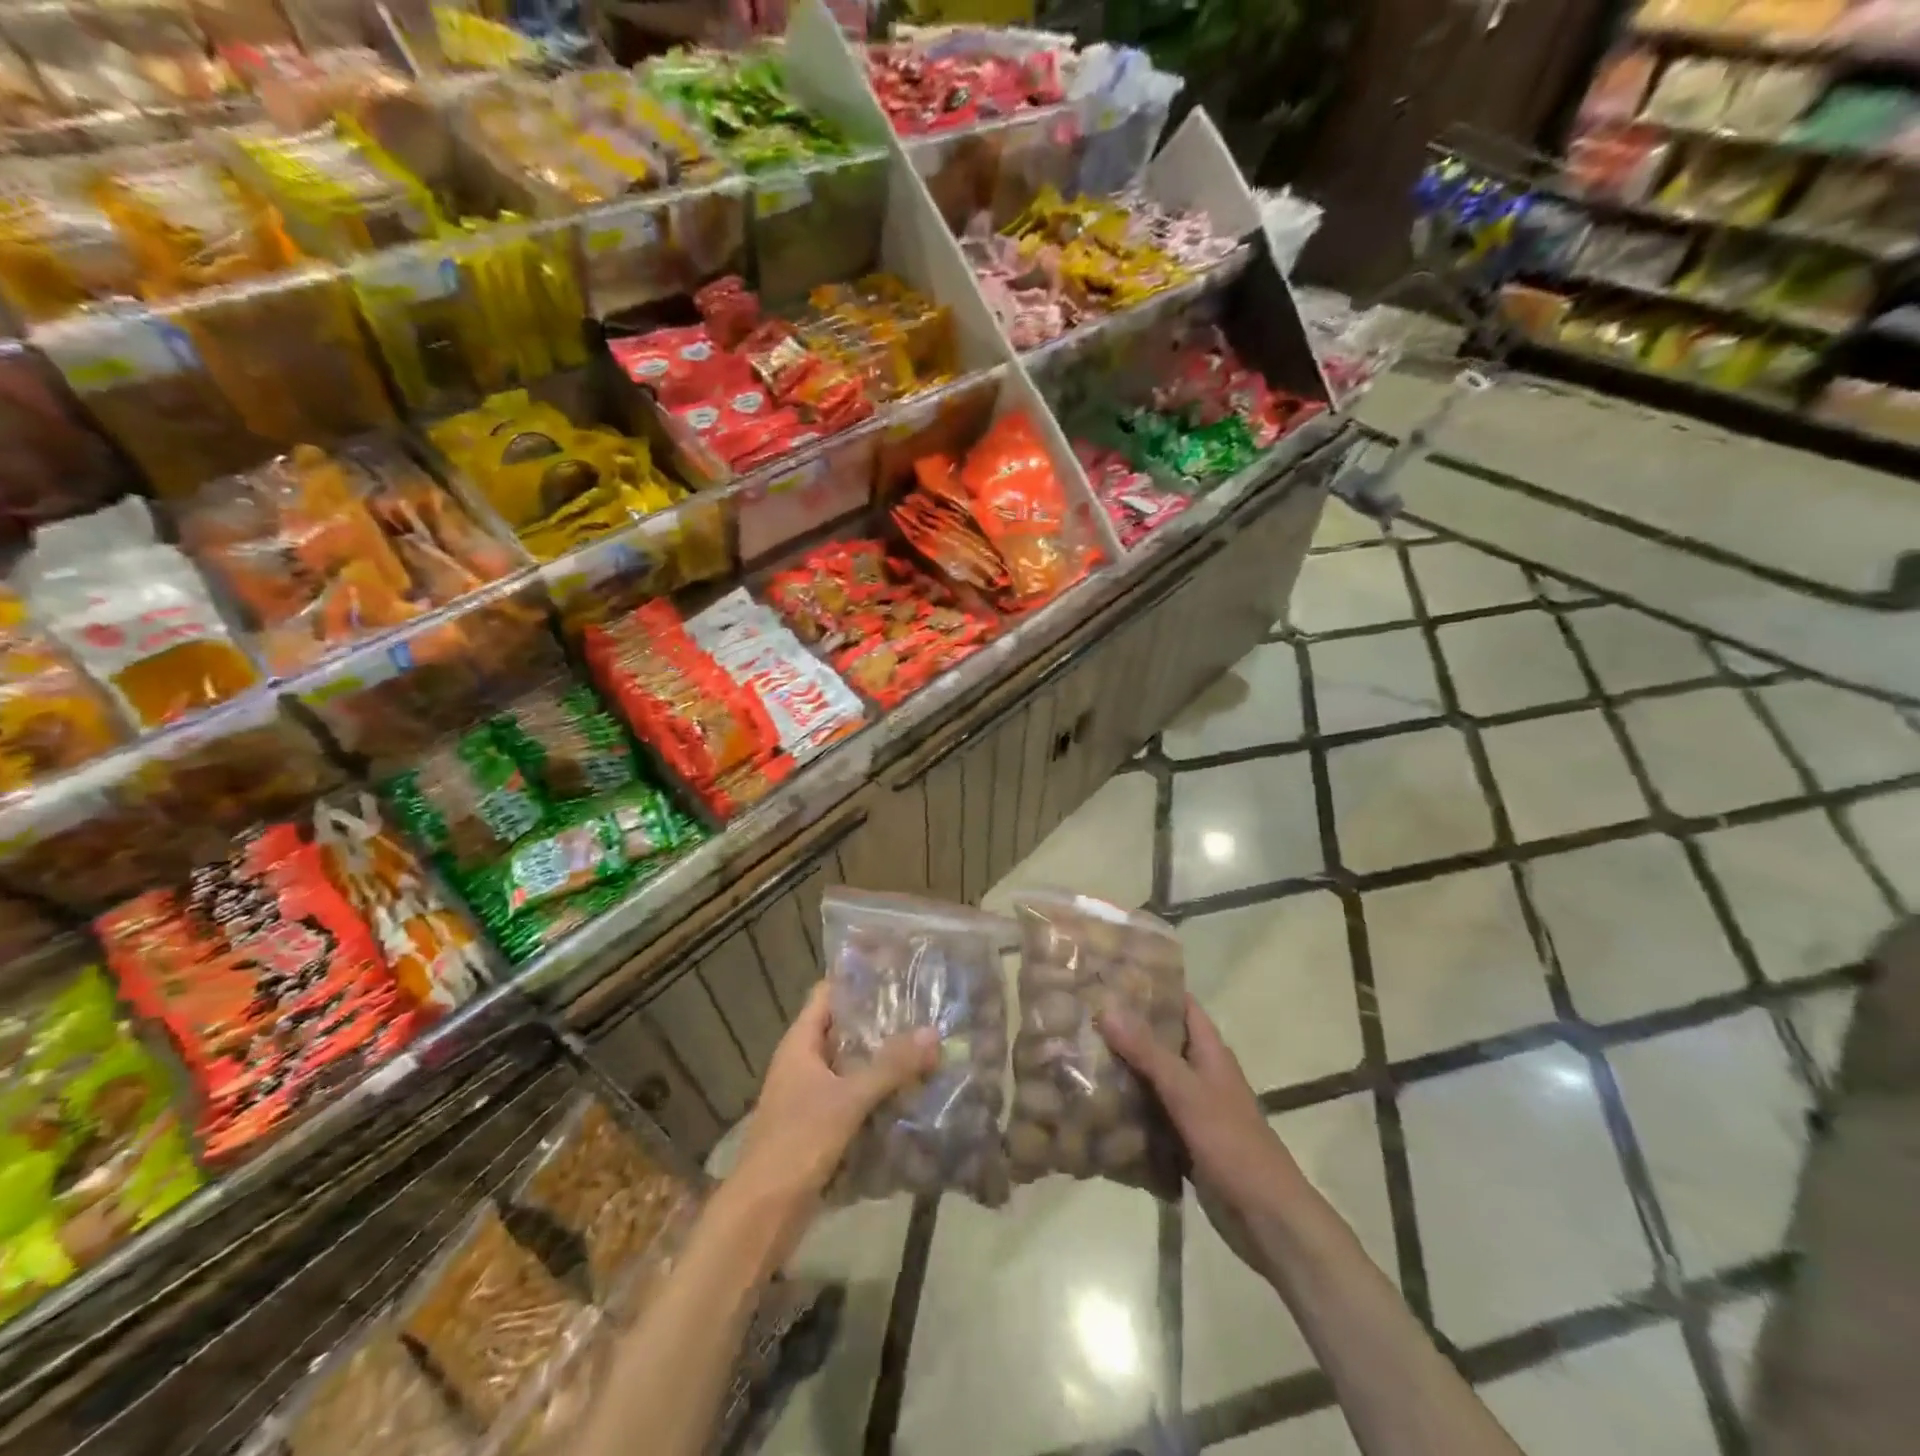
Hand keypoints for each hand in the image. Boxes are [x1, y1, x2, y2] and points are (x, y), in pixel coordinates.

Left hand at [729, 981, 937, 1250]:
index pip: (827, 994)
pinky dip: (877, 1091)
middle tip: (923, 1007)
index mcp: (800, 1043)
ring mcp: (810, 1095)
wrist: (762, 1214)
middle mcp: (803, 1062)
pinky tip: (910, 1091)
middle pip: (843, 1028)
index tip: (896, 968)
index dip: (857, 978)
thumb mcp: (848, 1100)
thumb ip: (890, 1067)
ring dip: (882, 1058)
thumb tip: (933, 1032)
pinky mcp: (820, 1125)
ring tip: (925, 1044)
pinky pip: (854, 1096)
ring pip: (851, 1064)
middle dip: (880, 1020)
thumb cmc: (798, 1142)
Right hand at [1098, 996, 1309, 1276]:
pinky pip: (1149, 1114)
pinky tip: (1093, 1104)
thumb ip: (1147, 1052)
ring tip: (1077, 1051)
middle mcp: (1200, 1073)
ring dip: (1122, 1068)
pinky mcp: (1183, 1140)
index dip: (1152, 986)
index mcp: (1210, 1053)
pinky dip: (1127, 1107)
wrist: (1266, 1219)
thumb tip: (1108, 1007)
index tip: (1111, 974)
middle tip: (1082, 1013)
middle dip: (1125, 1027)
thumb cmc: (1232, 1144)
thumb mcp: (1187, 1092)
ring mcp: (1192, 1108)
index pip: (1181, 1004)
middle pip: (1161, 1040)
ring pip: (1151, 1078)